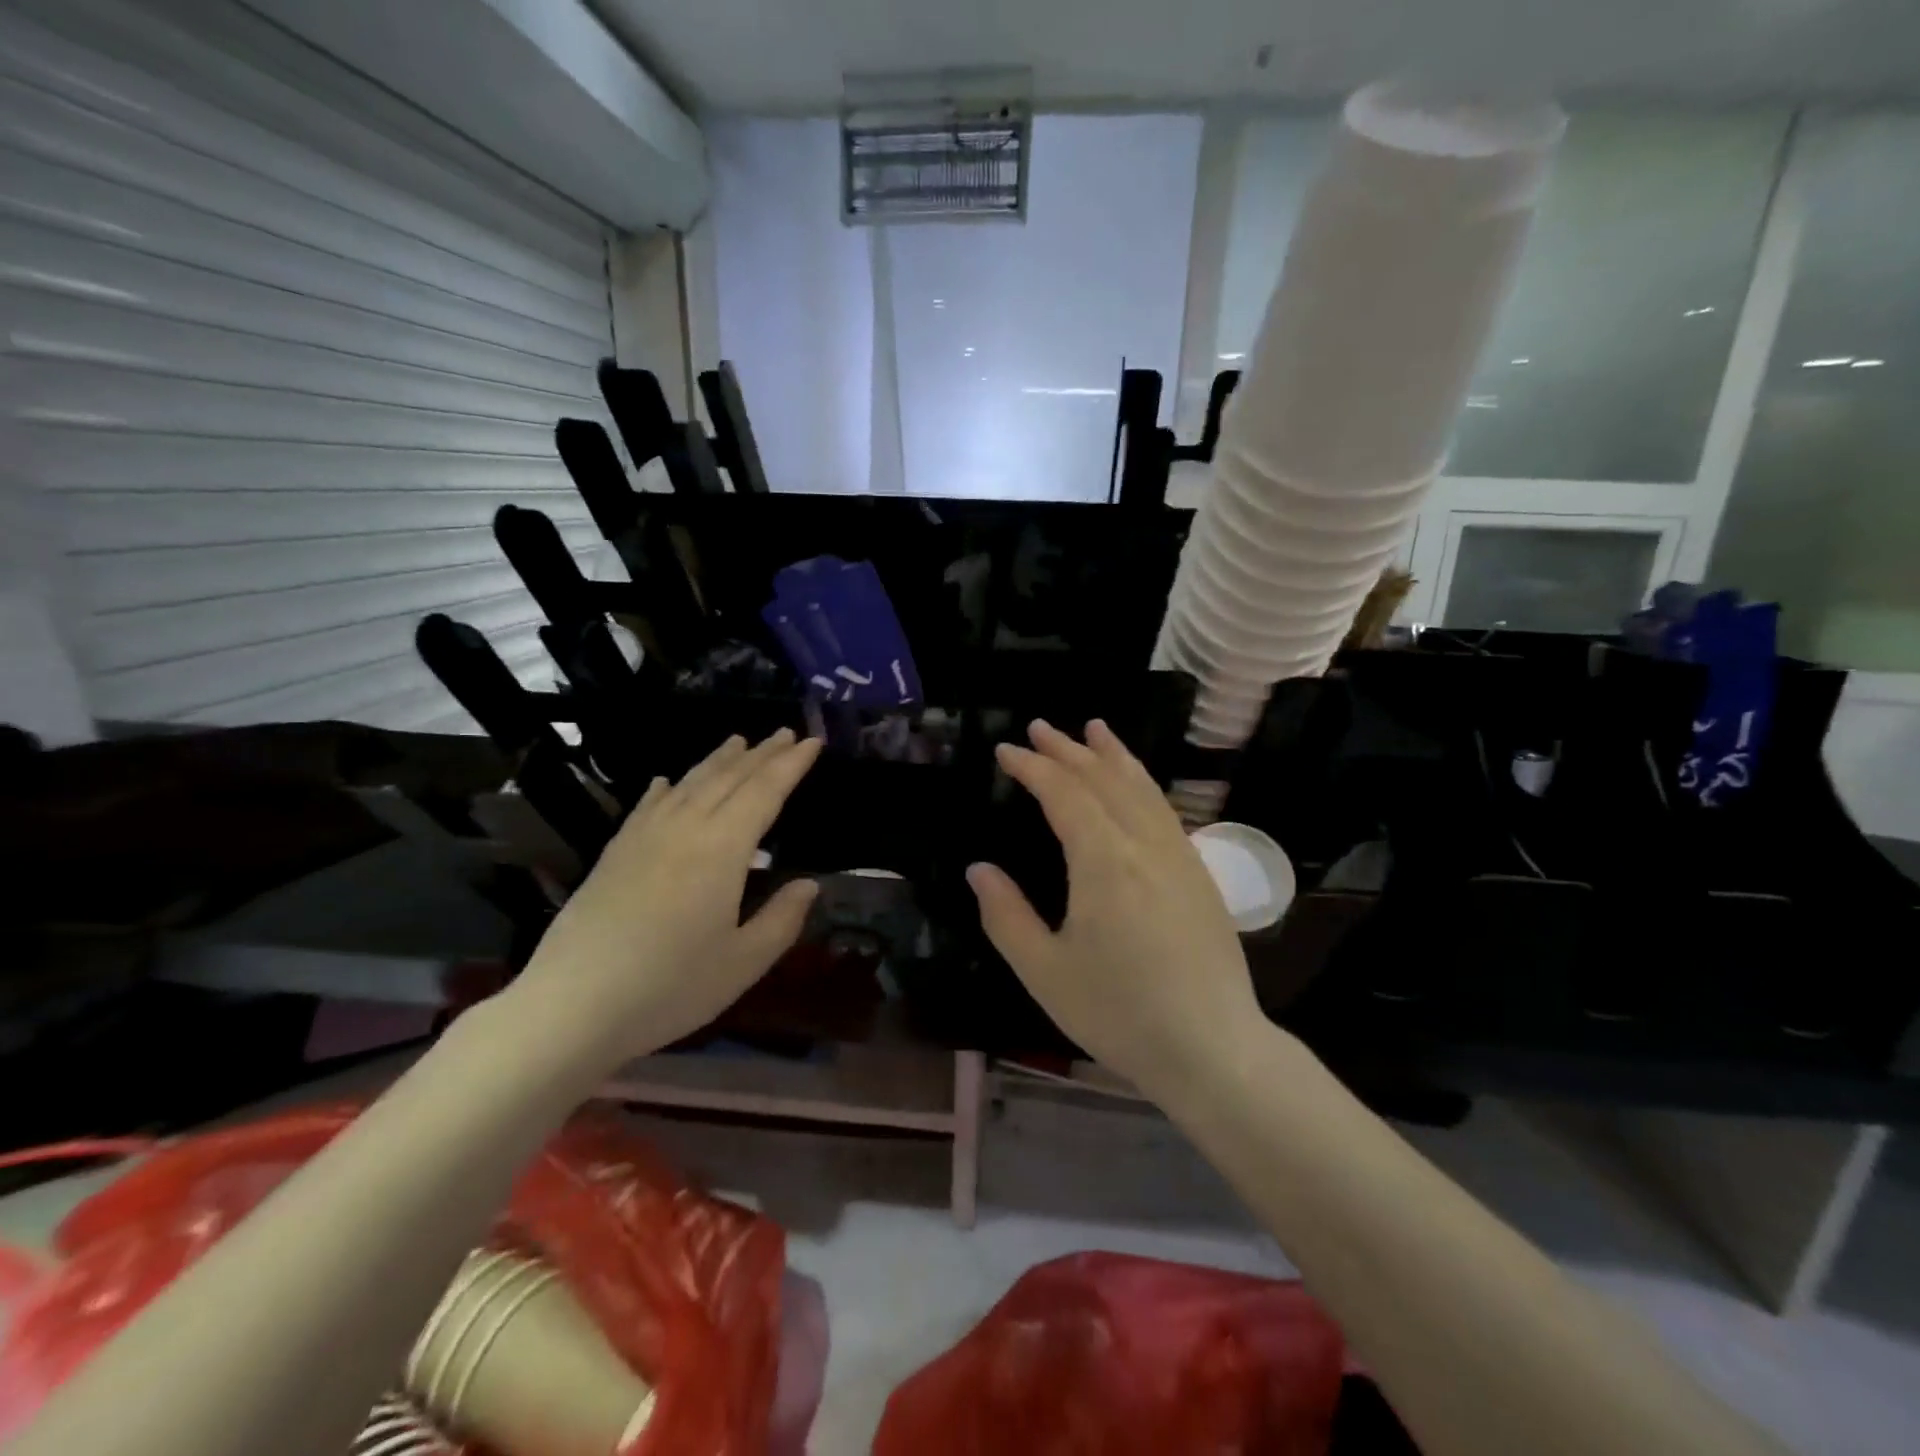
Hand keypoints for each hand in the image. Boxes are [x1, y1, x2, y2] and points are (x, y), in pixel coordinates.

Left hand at [508, 729, 822, 1066]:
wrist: (570, 1006)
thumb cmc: (669, 987)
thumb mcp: (743, 963)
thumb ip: (782, 919)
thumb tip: (809, 885)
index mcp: (722, 849)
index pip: (765, 792)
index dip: (791, 765)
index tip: (812, 742)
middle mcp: (684, 828)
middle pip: (729, 778)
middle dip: (761, 754)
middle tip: (785, 733)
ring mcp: (644, 837)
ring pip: (688, 783)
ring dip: (718, 760)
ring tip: (739, 741)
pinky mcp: (614, 853)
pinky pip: (647, 805)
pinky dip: (666, 787)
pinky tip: (667, 780)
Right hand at [966, 720, 1259, 1093]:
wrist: (1213, 1048)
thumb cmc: (1120, 1013)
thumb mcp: (1045, 972)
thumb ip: (1006, 915)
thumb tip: (979, 869)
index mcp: (1104, 861)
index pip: (1064, 793)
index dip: (1033, 767)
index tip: (1006, 751)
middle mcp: (1144, 844)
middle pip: (1103, 779)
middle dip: (1068, 749)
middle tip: (1038, 727)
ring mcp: (1178, 855)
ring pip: (1141, 787)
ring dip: (1112, 755)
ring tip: (1093, 729)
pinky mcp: (1199, 873)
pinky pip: (1164, 809)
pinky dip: (1142, 782)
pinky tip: (1135, 783)